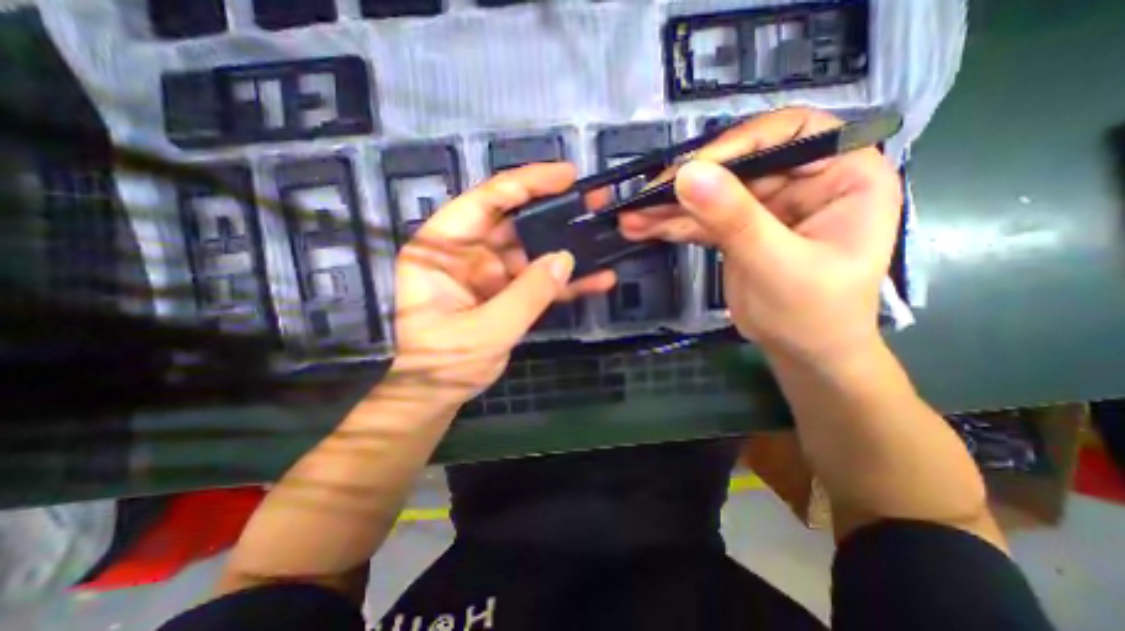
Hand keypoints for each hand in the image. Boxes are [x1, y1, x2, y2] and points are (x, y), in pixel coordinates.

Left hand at [385, 163, 614, 407]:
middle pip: (513, 221)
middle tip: (593, 200)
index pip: (483, 203)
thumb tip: (565, 258)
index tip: (566, 175)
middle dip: (553, 211)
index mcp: (440, 250)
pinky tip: (596, 280)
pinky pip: (537, 280)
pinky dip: (564, 282)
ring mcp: (488, 272)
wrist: (441, 393)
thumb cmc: (445, 363)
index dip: (525, 184)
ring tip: (602, 236)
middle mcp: (464, 253)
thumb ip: (527, 295)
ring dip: (565, 247)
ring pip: (531, 250)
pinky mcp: (506, 291)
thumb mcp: (485, 331)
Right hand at [620, 112, 901, 361]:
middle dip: (687, 185)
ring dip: (669, 208)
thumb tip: (688, 175)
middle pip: (737, 166)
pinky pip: (701, 219)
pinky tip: (642, 228)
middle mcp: (803, 181)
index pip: (791, 133)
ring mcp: (765, 206)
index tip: (690, 170)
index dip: (739, 144)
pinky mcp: (737, 228)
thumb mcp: (777, 264)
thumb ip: (735, 219)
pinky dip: (671, 225)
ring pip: (712, 195)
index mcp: (843, 174)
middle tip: (643, 199)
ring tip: (631, 218)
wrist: (801, 353)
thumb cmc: (813, 313)